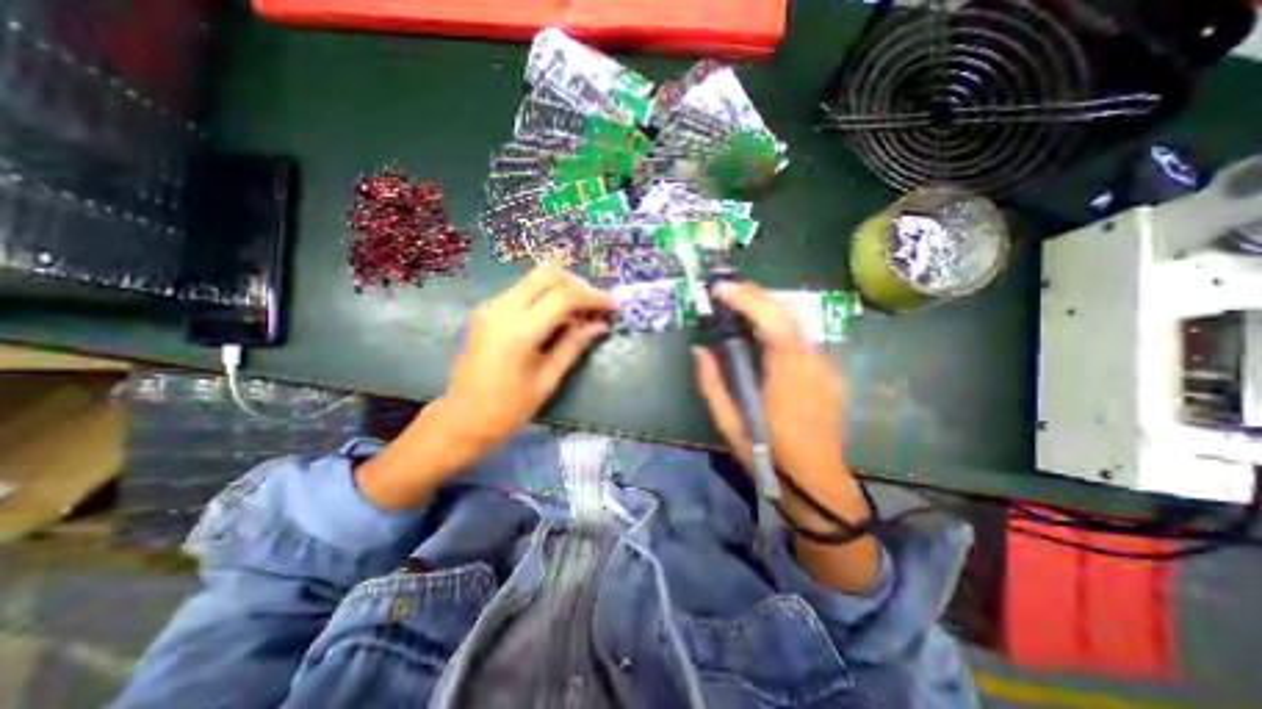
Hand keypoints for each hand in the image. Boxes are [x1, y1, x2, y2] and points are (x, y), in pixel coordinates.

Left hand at [442, 267, 617, 450]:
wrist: (462, 418)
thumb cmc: (508, 408)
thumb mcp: (548, 379)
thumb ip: (574, 345)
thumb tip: (600, 325)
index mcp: (518, 331)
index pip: (563, 297)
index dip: (593, 298)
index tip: (614, 306)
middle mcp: (501, 309)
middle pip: (546, 275)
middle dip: (577, 284)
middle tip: (595, 305)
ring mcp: (490, 306)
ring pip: (533, 279)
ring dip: (562, 288)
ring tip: (581, 311)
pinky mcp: (486, 310)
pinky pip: (522, 291)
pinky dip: (545, 296)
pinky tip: (558, 316)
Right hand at [689, 279, 879, 593]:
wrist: (817, 482)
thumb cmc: (769, 455)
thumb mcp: (729, 423)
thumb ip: (712, 383)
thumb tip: (701, 350)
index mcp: (787, 380)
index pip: (774, 325)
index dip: (749, 300)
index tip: (721, 290)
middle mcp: (813, 366)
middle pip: (789, 315)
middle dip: (757, 295)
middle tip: (727, 291)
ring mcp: (826, 368)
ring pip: (798, 323)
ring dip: (768, 308)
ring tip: (741, 306)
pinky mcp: (829, 373)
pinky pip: (803, 339)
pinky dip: (780, 325)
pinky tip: (763, 332)